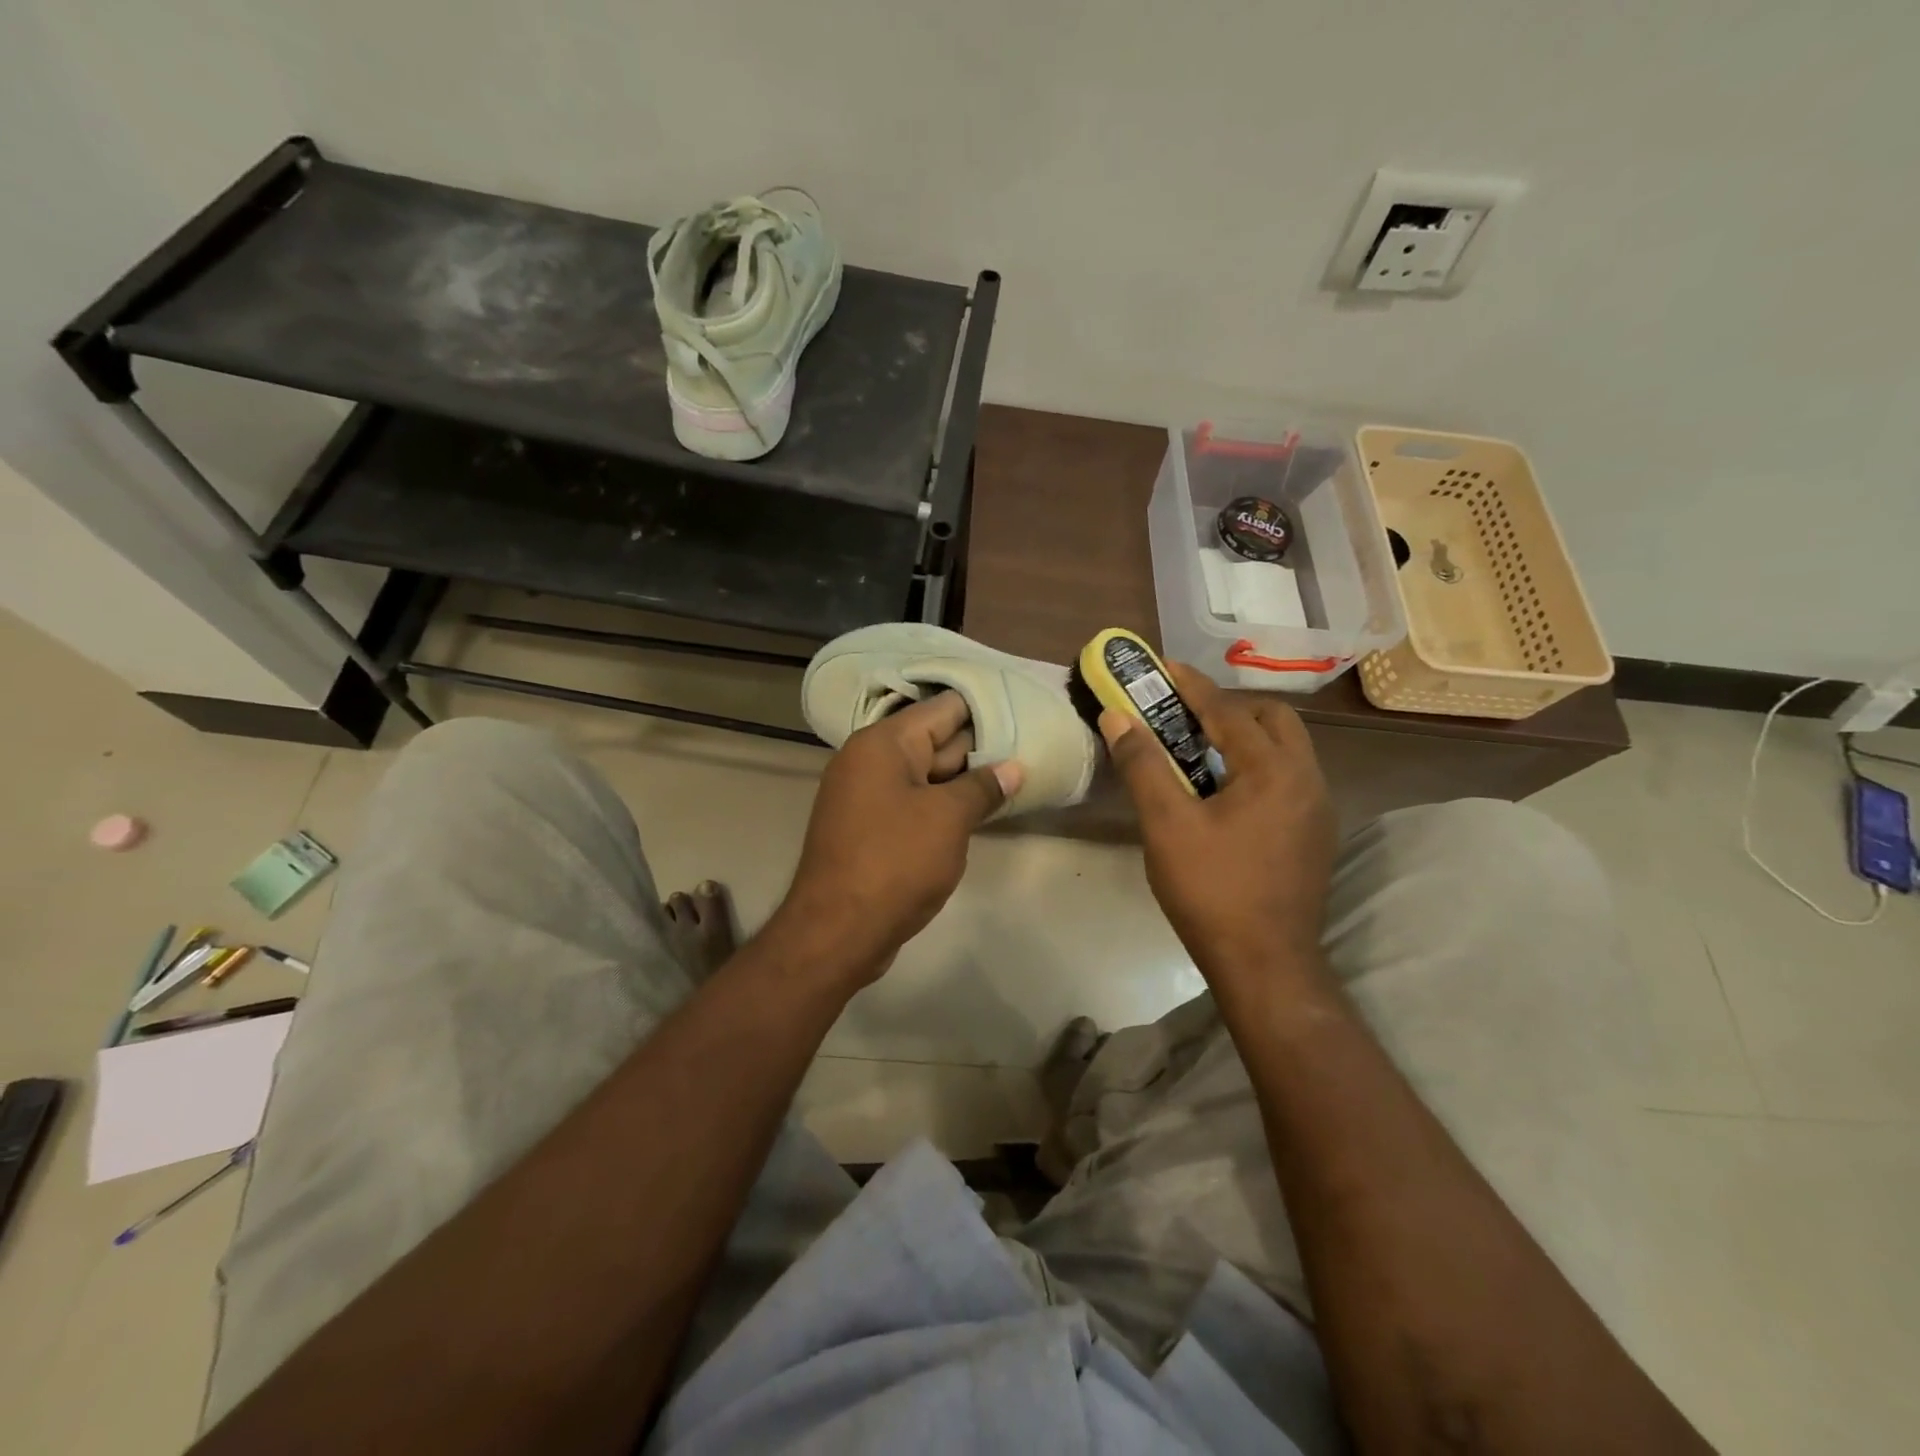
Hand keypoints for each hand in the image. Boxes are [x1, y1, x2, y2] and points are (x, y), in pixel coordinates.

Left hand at [778, 691, 1022, 985]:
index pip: (942, 708)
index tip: (1023, 711)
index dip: (984, 708)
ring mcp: (867, 796)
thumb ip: (983, 787)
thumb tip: (1013, 767)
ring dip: (964, 780)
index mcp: (883, 743)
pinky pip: (913, 803)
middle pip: (935, 740)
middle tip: (1029, 748)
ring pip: (927, 775)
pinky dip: (943, 805)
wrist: (837, 932)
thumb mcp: (948, 819)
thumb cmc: (895, 862)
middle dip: (979, 747)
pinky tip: (979, 812)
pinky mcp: (870, 828)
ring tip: (1015, 778)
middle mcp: (869, 761)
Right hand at [1102, 663, 1335, 989]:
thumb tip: (1116, 717)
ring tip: (1198, 750)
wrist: (1265, 965)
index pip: (1228, 711)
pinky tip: (1222, 793)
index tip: (1162, 667)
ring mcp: (1317, 809)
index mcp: (1275, 770)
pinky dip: (1256, 767)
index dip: (1191, 685)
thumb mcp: (1166, 824)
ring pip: (1284, 750)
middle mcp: (1308, 780)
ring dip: (1244, 737)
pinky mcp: (1314, 835)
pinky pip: (1286, 778)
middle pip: (1271, 720)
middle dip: (1228, 708)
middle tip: (1183, 716)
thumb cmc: (1212, 890)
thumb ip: (1143, 765)